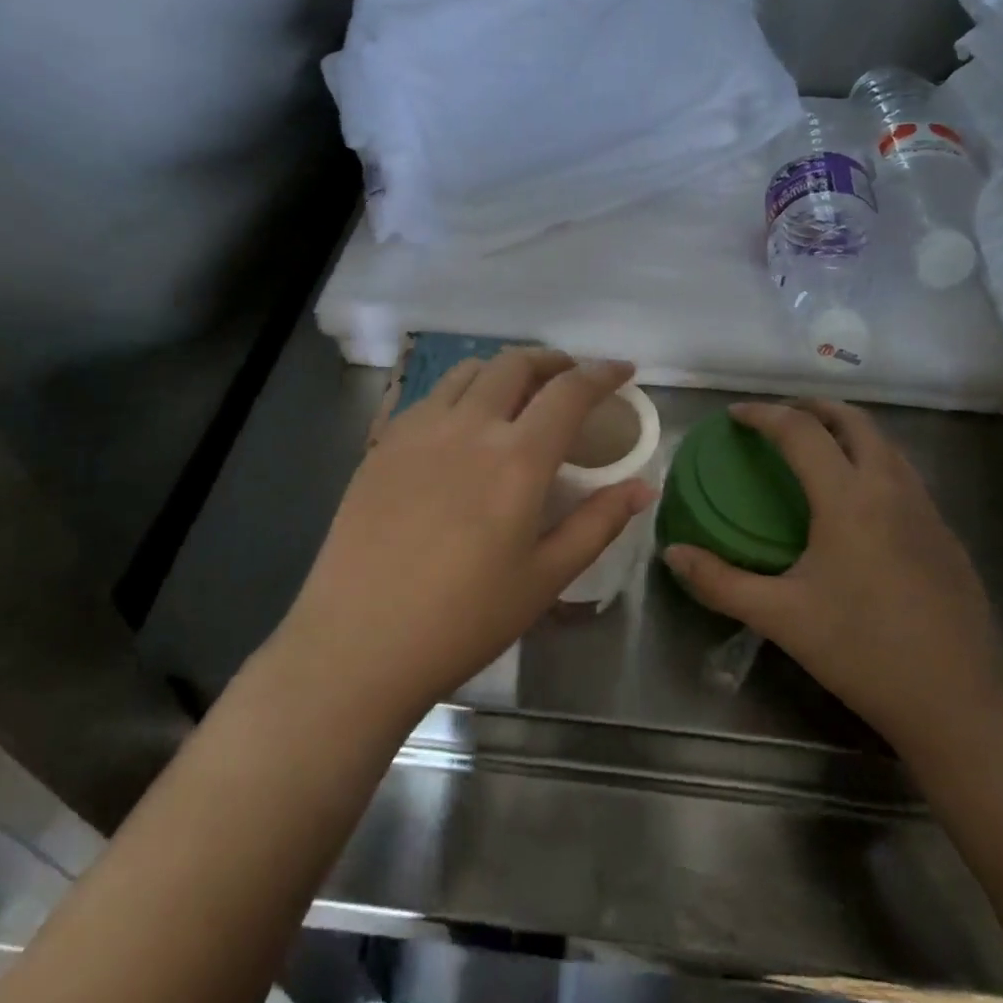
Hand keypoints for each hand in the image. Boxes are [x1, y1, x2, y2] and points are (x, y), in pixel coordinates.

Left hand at [279, 351, 655, 720]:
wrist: (359, 642)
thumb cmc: (464, 619)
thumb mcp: (545, 579)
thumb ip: (597, 524)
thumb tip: (642, 487)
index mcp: (516, 459)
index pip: (569, 392)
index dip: (601, 373)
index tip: (622, 370)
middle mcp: (467, 427)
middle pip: (515, 364)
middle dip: (551, 360)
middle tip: (570, 377)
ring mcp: (417, 430)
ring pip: (467, 372)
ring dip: (503, 370)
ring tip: (517, 393)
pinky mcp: (382, 445)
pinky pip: (429, 397)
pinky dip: (460, 392)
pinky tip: (461, 425)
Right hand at [664, 399, 1002, 754]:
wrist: (958, 701)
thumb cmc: (862, 651)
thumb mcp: (780, 617)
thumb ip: (720, 581)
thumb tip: (672, 554)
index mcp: (849, 499)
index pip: (801, 432)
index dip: (764, 415)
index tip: (734, 415)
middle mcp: (892, 489)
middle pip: (854, 421)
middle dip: (812, 407)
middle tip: (778, 417)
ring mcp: (927, 509)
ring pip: (886, 444)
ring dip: (847, 431)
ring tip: (815, 448)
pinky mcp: (946, 534)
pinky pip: (904, 474)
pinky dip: (872, 461)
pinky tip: (856, 501)